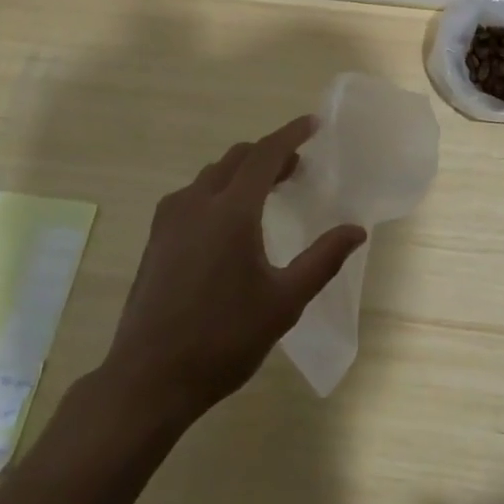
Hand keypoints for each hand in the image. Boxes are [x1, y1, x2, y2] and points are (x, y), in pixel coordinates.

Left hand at [102, 115, 366, 422]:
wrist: (148, 380)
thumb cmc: (223, 339)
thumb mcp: (284, 302)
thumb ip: (322, 260)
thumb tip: (356, 230)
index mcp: (231, 210)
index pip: (265, 154)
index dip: (291, 135)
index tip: (313, 124)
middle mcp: (197, 201)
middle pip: (238, 158)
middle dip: (269, 154)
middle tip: (297, 167)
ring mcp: (170, 218)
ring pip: (212, 174)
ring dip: (243, 171)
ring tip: (267, 192)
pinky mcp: (156, 238)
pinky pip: (193, 194)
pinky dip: (219, 189)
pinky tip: (229, 222)